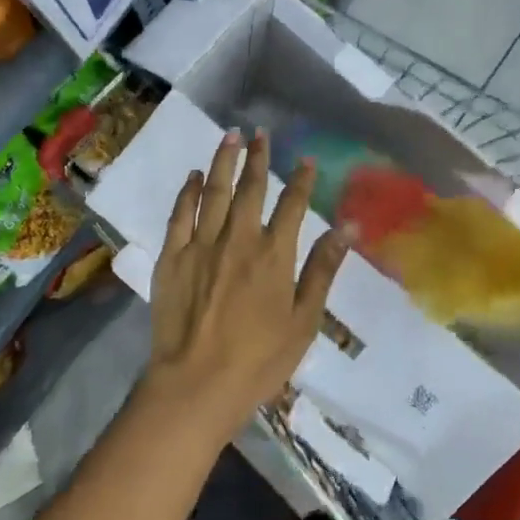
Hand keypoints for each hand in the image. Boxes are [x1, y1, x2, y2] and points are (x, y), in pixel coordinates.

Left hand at [143, 130, 349, 446]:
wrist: (195, 386)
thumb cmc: (259, 361)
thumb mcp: (304, 321)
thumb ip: (323, 270)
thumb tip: (348, 227)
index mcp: (274, 255)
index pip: (292, 205)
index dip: (301, 180)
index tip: (306, 159)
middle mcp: (238, 239)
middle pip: (250, 188)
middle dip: (258, 158)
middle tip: (260, 133)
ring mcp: (201, 245)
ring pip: (214, 192)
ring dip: (223, 161)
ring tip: (230, 136)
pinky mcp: (171, 258)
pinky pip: (180, 215)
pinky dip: (188, 192)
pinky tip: (195, 176)